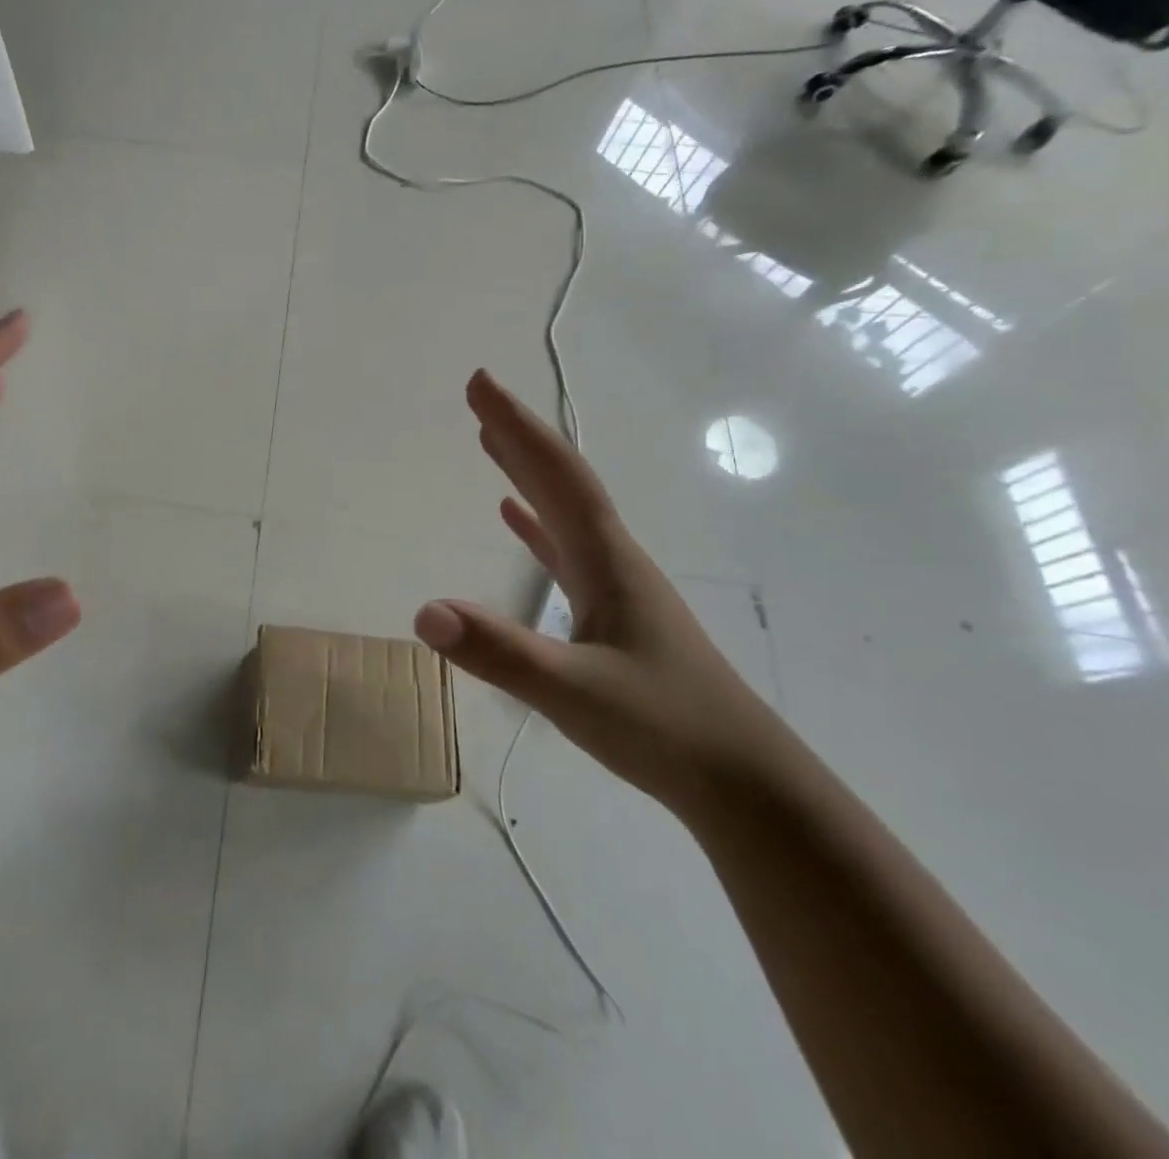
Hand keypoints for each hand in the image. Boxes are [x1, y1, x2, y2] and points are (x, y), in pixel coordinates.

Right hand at [414, 371, 788, 817]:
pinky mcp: (613, 613)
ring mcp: (615, 585)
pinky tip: (515, 517)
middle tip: (478, 396)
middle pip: (561, 480)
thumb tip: (423, 612)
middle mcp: (612, 557)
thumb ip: (498, 651)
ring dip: (526, 472)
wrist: (745, 784)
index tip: (479, 384)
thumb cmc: (664, 729)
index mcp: (606, 558)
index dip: (517, 427)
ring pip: (563, 510)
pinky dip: (536, 524)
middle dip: (518, 435)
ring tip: (491, 441)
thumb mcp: (573, 693)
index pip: (557, 475)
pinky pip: (565, 549)